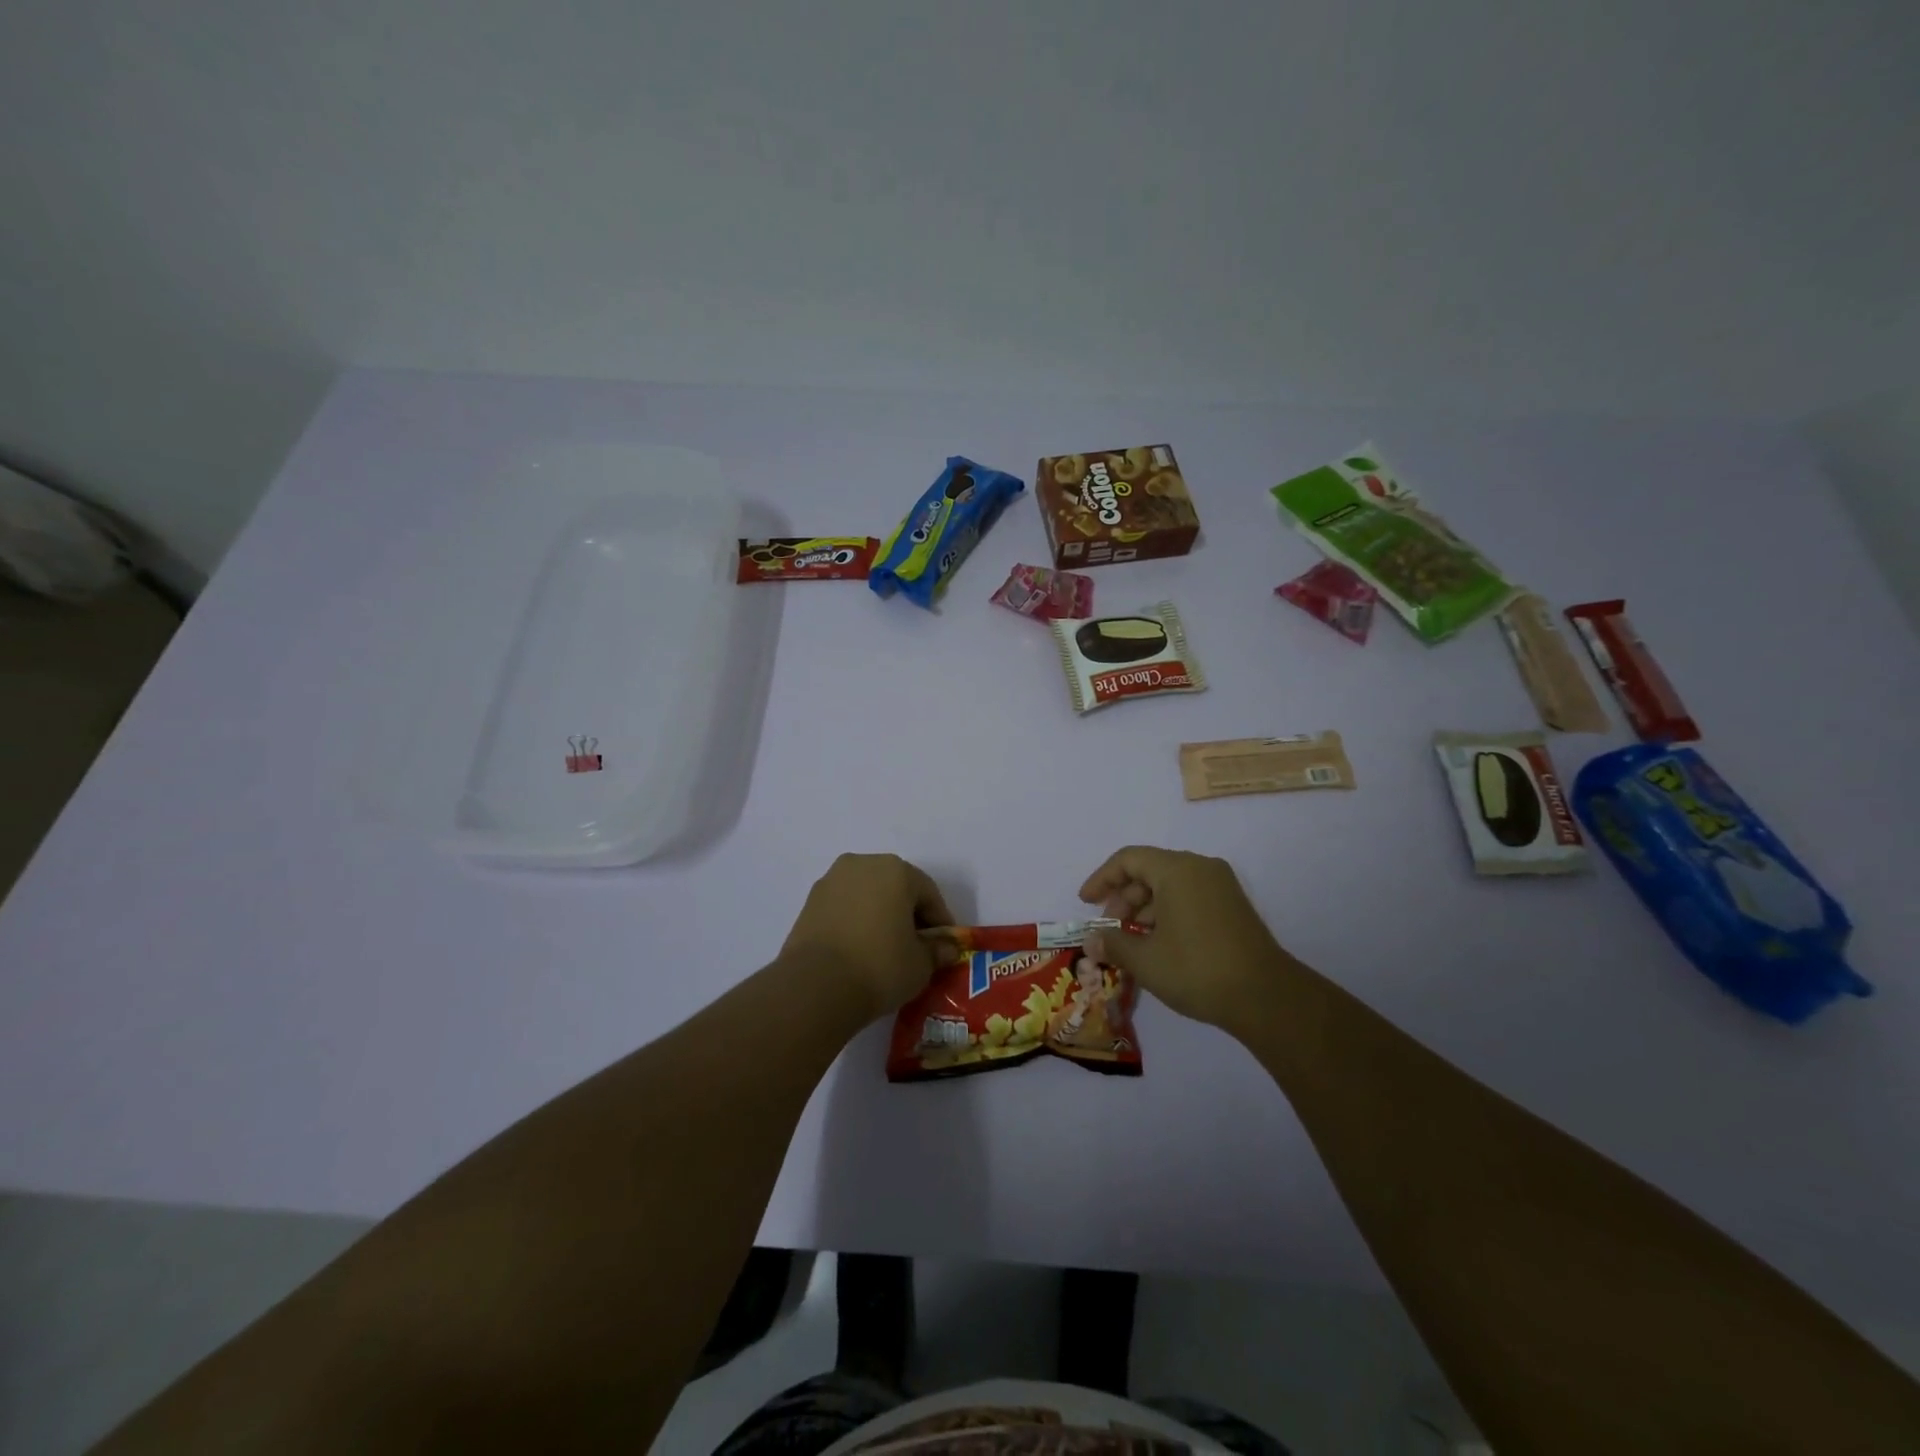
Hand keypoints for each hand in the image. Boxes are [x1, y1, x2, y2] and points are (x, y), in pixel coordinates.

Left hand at [783, 853, 953, 1020]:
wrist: (815, 986)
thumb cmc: (879, 966)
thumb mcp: (921, 964)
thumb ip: (938, 951)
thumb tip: (946, 948)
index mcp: (896, 870)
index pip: (928, 893)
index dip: (940, 922)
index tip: (944, 947)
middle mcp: (862, 864)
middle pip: (896, 888)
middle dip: (908, 914)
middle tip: (916, 947)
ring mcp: (831, 881)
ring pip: (867, 895)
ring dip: (880, 916)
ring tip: (885, 950)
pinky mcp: (809, 902)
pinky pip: (844, 908)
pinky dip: (856, 923)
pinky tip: (859, 950)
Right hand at [1078, 846, 1293, 1030]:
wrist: (1266, 997)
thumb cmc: (1197, 969)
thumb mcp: (1145, 960)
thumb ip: (1113, 944)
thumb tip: (1091, 941)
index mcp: (1177, 869)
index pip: (1128, 859)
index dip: (1102, 879)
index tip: (1085, 903)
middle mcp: (1200, 868)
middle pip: (1149, 870)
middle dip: (1123, 898)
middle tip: (1110, 929)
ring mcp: (1221, 886)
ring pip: (1170, 885)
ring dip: (1144, 909)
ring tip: (1131, 942)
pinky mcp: (1233, 906)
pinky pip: (1189, 897)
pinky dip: (1167, 913)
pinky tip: (1159, 944)